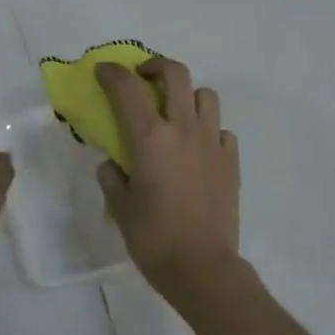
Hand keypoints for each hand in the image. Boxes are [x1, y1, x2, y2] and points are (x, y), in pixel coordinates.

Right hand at [96, 57, 240, 294]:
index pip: (127, 88)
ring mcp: (212, 143)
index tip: (103, 71)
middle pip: (176, 74)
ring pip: (206, 96)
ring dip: (187, 95)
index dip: (112, 73)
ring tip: (175, 112)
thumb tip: (114, 163)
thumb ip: (112, 176)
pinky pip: (221, 129)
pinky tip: (197, 147)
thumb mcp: (120, 207)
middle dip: (156, 66)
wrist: (202, 268)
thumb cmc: (153, 238)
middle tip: (143, 77)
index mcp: (150, 138)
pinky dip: (208, 129)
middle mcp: (184, 130)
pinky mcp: (231, 161)